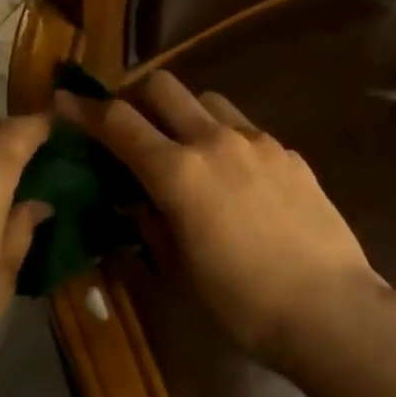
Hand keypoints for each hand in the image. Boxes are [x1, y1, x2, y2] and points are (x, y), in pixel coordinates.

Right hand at [57, 72, 389, 368]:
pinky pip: (246, 129)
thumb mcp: (179, 268)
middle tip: (130, 124)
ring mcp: (258, 142)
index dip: (86, 111)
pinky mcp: (289, 154)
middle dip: (136, 96)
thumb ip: (150, 222)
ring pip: (208, 100)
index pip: (119, 123)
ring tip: (185, 146)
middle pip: (164, 87)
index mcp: (178, 172)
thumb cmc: (242, 303)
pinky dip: (225, 137)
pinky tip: (234, 176)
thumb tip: (135, 200)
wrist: (329, 309)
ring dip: (185, 112)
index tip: (66, 103)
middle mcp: (215, 141)